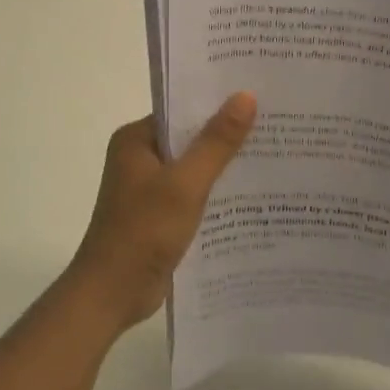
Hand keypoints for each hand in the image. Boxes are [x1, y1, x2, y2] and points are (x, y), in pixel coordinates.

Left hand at [64, 93, 257, 329]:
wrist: (113, 293)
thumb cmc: (143, 231)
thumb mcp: (185, 183)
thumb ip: (216, 142)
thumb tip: (246, 96)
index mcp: (136, 140)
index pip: (181, 110)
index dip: (218, 103)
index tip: (259, 95)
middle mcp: (140, 159)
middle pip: (190, 138)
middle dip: (228, 135)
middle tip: (276, 123)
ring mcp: (149, 189)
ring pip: (195, 168)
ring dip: (225, 166)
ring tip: (275, 154)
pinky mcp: (160, 216)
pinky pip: (194, 195)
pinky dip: (217, 194)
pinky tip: (253, 194)